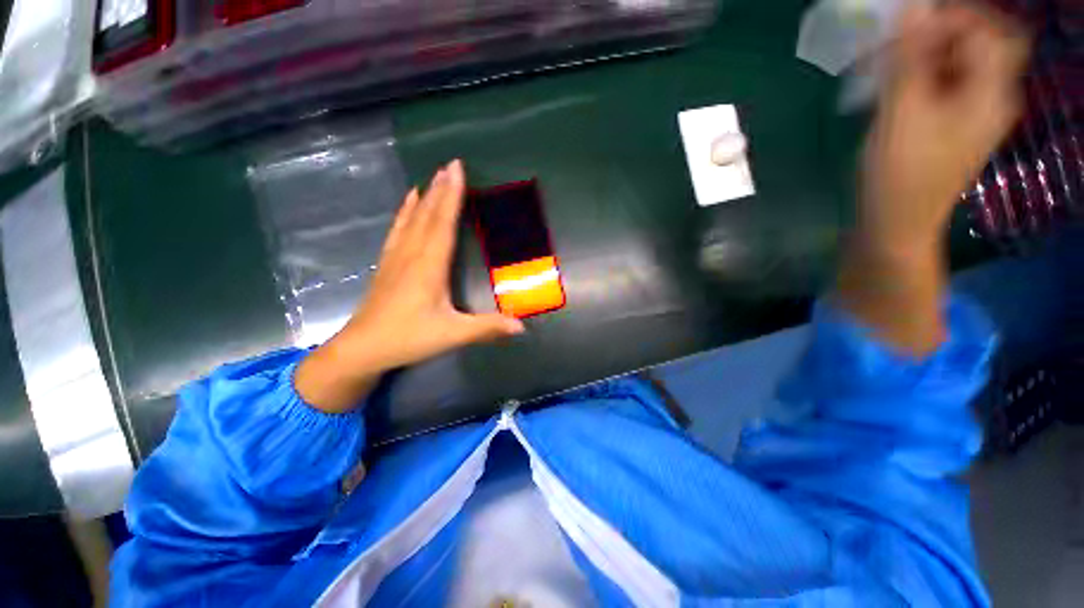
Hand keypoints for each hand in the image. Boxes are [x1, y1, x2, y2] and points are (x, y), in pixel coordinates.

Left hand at [296, 160, 523, 412]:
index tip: (457, 169)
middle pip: (428, 216)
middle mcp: (412, 255)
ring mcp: (396, 258)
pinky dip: (405, 212)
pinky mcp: (388, 265)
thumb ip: (487, 328)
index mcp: (429, 266)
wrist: (362, 349)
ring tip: (433, 177)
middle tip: (450, 164)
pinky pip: (398, 230)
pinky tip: (408, 203)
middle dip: (441, 189)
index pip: (443, 224)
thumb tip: (522, 327)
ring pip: (412, 220)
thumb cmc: (408, 338)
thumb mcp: (452, 335)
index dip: (452, 196)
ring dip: (425, 197)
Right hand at [861, 2, 1029, 255]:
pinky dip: (917, 76)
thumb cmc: (900, 176)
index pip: (988, 31)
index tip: (908, 25)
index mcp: (989, 93)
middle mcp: (989, 97)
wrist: (896, 224)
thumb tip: (913, 7)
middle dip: (933, 35)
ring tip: (883, 69)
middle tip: (893, 46)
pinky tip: (891, 89)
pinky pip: (942, 84)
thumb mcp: (901, 115)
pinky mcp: (951, 124)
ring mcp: (971, 112)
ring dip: (920, 56)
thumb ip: (909, 59)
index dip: (951, 17)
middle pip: (974, 44)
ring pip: (955, 63)